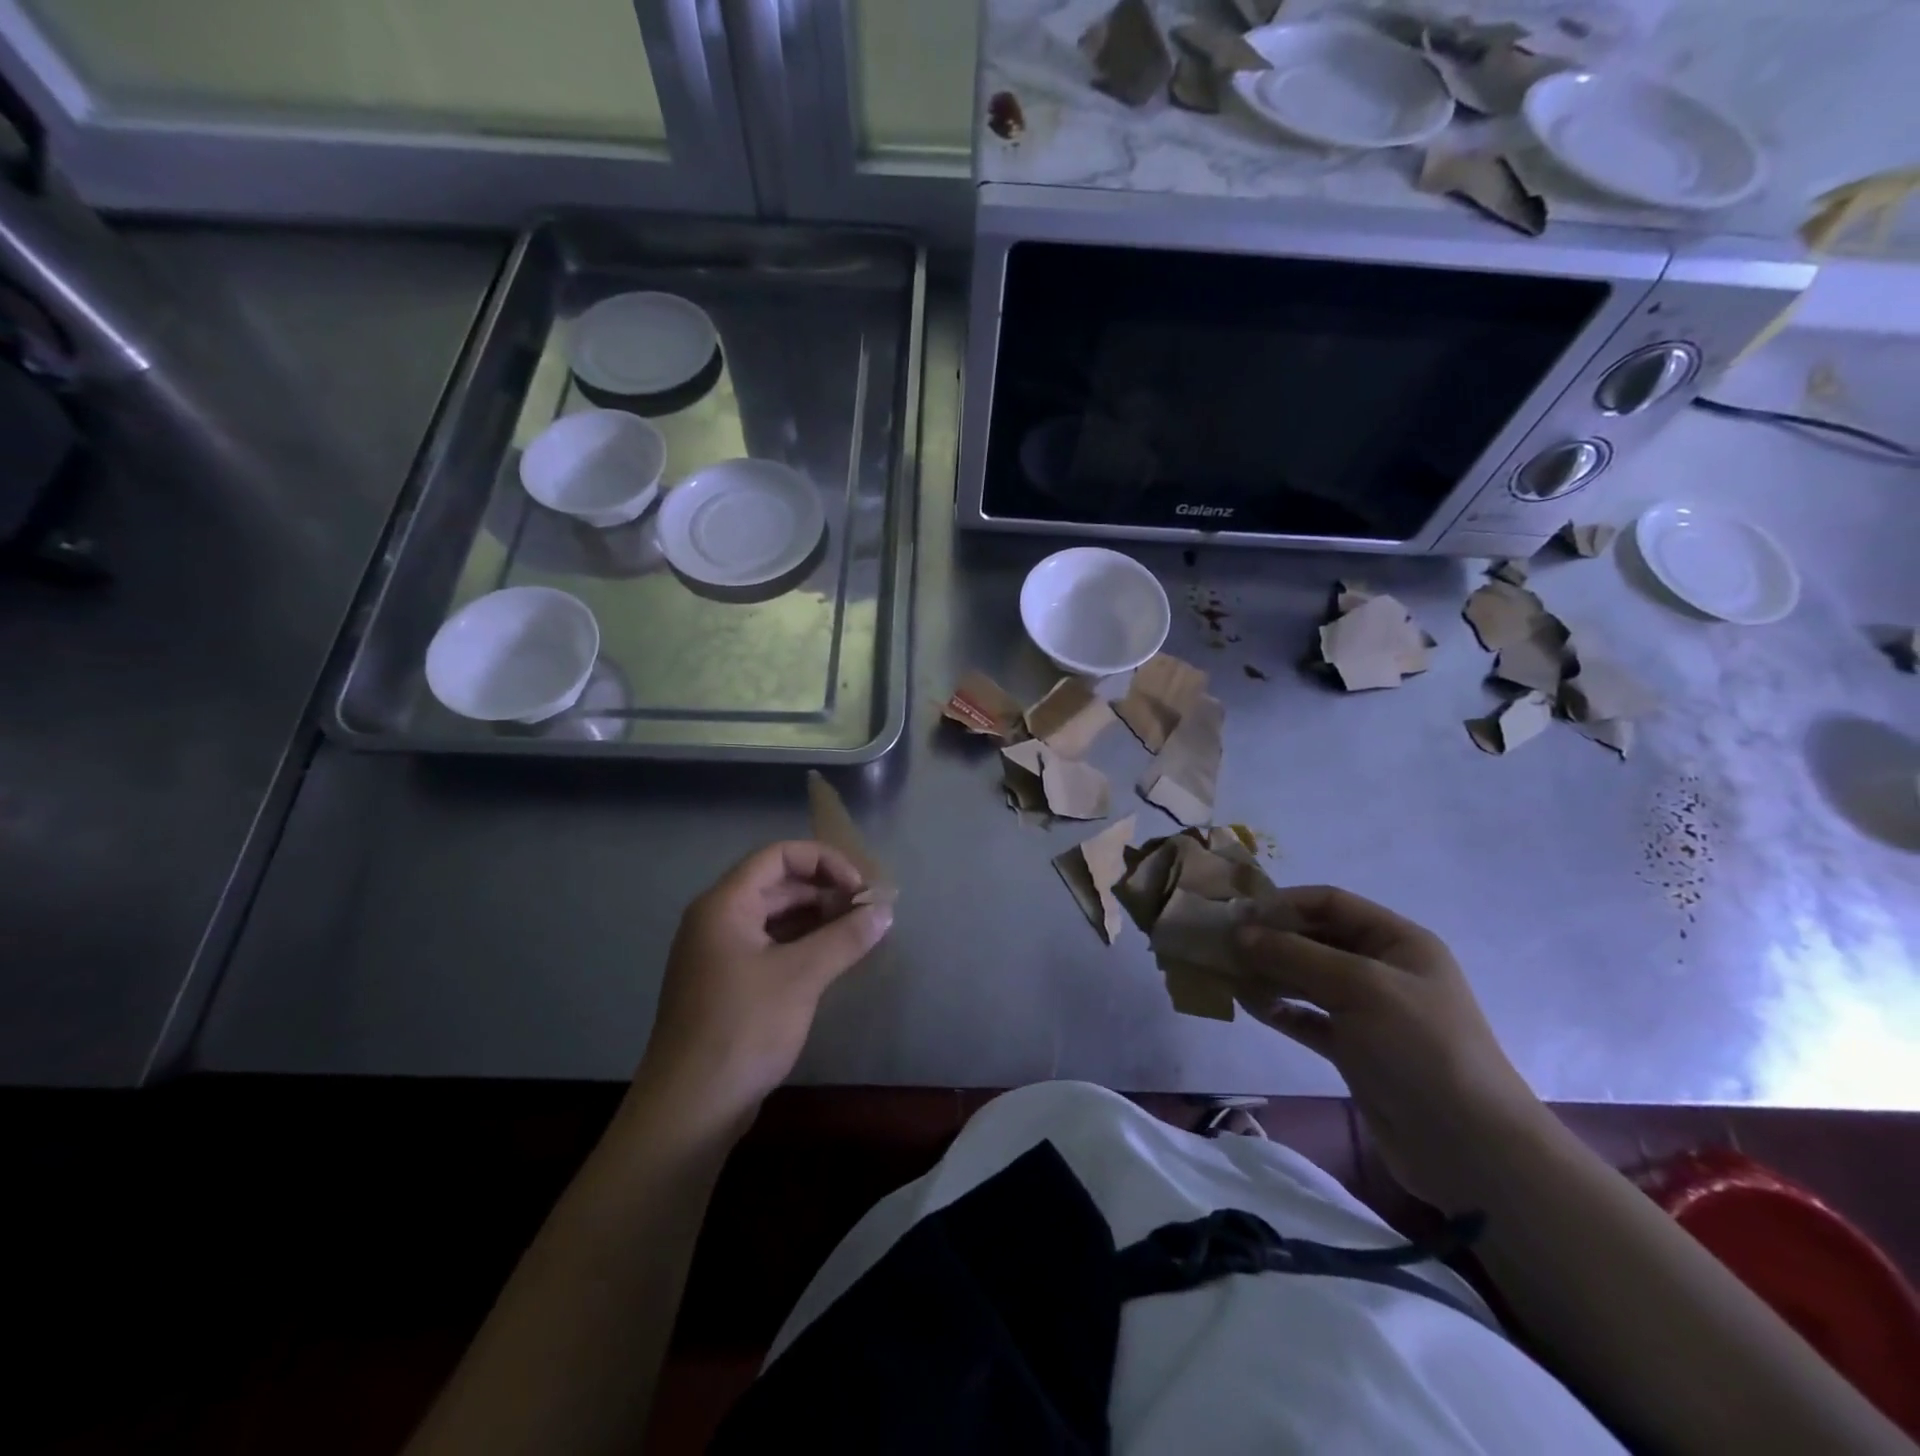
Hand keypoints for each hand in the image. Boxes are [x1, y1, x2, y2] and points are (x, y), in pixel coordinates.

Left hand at [635, 841, 892, 1132]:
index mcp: (725, 905)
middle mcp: (717, 920)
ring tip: (859, 931)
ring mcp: (719, 954)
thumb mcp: (801, 977)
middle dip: (825, 890)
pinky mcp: (727, 984)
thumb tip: (885, 910)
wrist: (690, 1108)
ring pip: (775, 917)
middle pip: (777, 884)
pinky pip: (770, 946)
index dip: (824, 862)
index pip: (778, 856)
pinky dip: (803, 944)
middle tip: (868, 910)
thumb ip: (845, 937)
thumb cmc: (743, 1028)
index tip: (860, 887)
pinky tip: (833, 957)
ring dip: (817, 918)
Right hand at [1233, 886, 1547, 1210]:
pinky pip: (1308, 1018)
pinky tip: (1250, 1007)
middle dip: (1271, 939)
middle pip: (1315, 939)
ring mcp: (1369, 1012)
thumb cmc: (1419, 1047)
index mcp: (1397, 942)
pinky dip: (1280, 1010)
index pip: (1331, 903)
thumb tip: (1239, 933)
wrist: (1469, 1148)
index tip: (1239, 916)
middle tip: (1222, 946)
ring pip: (1307, 979)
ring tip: (1228, 976)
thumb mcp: (1359, 987)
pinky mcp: (1355, 1050)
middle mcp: (1382, 970)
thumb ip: (1295, 956)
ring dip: (1269, 974)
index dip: (1284, 903)